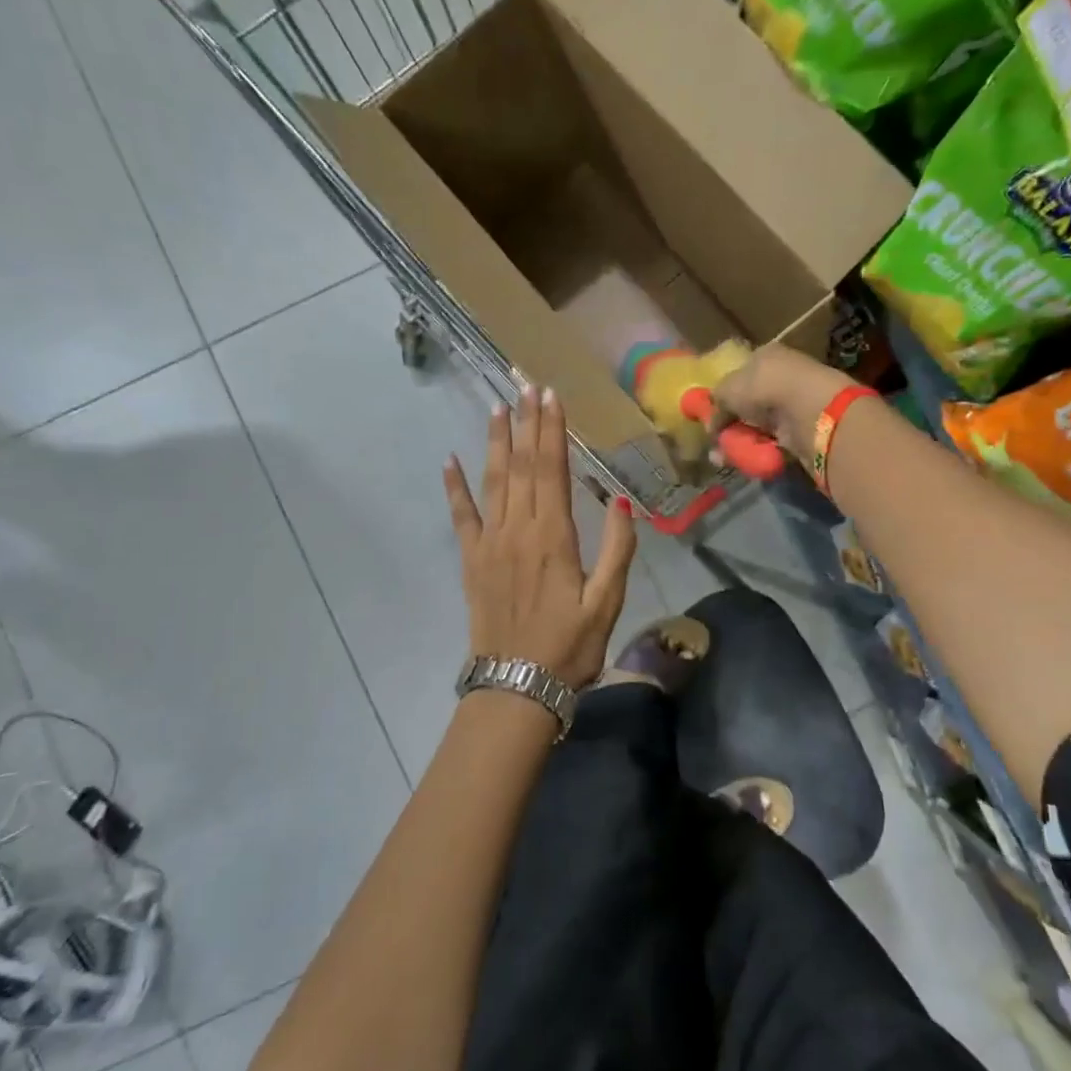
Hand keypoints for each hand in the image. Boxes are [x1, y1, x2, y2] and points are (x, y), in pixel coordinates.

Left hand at [444, 386, 637, 689]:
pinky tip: (450, 461)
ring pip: (492, 481)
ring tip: (497, 408)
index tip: (551, 396)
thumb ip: (616, 551)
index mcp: (554, 536)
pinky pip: (462, 516)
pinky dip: (455, 487)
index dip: (551, 430)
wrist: (516, 684)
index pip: (551, 469)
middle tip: (526, 386)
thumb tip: (621, 503)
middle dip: (526, 423)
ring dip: (495, 442)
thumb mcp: (607, 603)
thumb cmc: (569, 646)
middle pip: (522, 465)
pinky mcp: (472, 560)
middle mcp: (518, 529)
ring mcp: (489, 543)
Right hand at [709, 344, 858, 463]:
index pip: (740, 373)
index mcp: (765, 356)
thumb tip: (711, 423)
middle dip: (730, 421)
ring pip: (759, 424)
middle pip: (749, 401)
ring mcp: (793, 403)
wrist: (809, 411)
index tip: (710, 415)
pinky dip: (758, 449)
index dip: (724, 394)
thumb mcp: (728, 389)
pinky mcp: (802, 428)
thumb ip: (716, 402)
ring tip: (723, 456)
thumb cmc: (765, 387)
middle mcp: (782, 376)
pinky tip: (744, 458)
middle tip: (715, 439)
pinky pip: (772, 441)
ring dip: (741, 438)